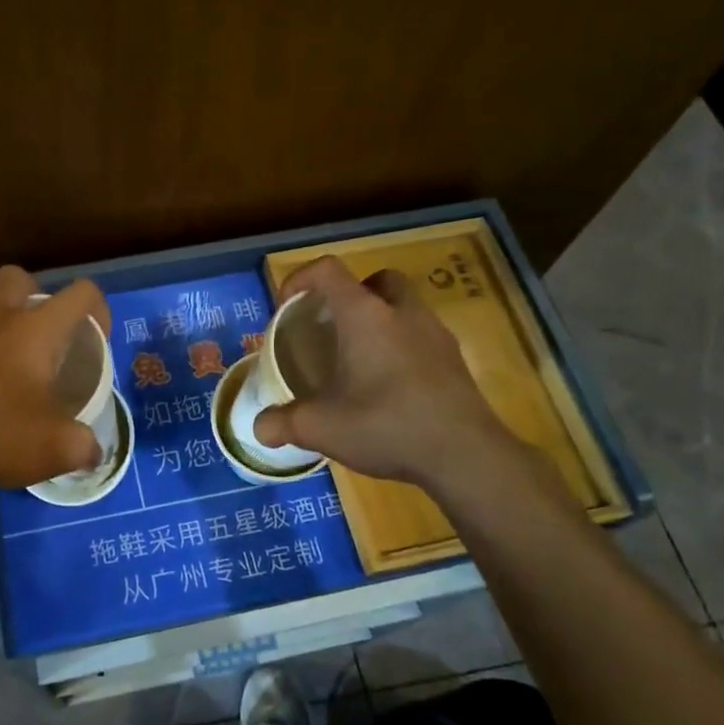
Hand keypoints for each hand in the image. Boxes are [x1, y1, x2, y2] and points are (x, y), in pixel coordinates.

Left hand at [0, 265, 111, 496]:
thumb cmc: (1, 440)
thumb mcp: (60, 449)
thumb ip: (85, 445)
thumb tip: (94, 453)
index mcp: (35, 331)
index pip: (80, 293)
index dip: (97, 308)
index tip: (96, 336)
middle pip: (16, 277)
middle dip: (33, 294)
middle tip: (41, 332)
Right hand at [253, 256, 521, 493]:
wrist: (464, 454)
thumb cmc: (386, 425)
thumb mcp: (322, 428)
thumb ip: (284, 423)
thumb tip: (259, 428)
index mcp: (365, 315)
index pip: (328, 270)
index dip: (301, 279)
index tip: (287, 306)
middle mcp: (402, 312)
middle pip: (377, 280)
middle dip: (352, 294)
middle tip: (333, 327)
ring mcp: (435, 334)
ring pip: (405, 306)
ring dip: (381, 319)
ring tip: (361, 358)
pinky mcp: (455, 360)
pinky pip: (423, 336)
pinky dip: (403, 346)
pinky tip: (391, 385)